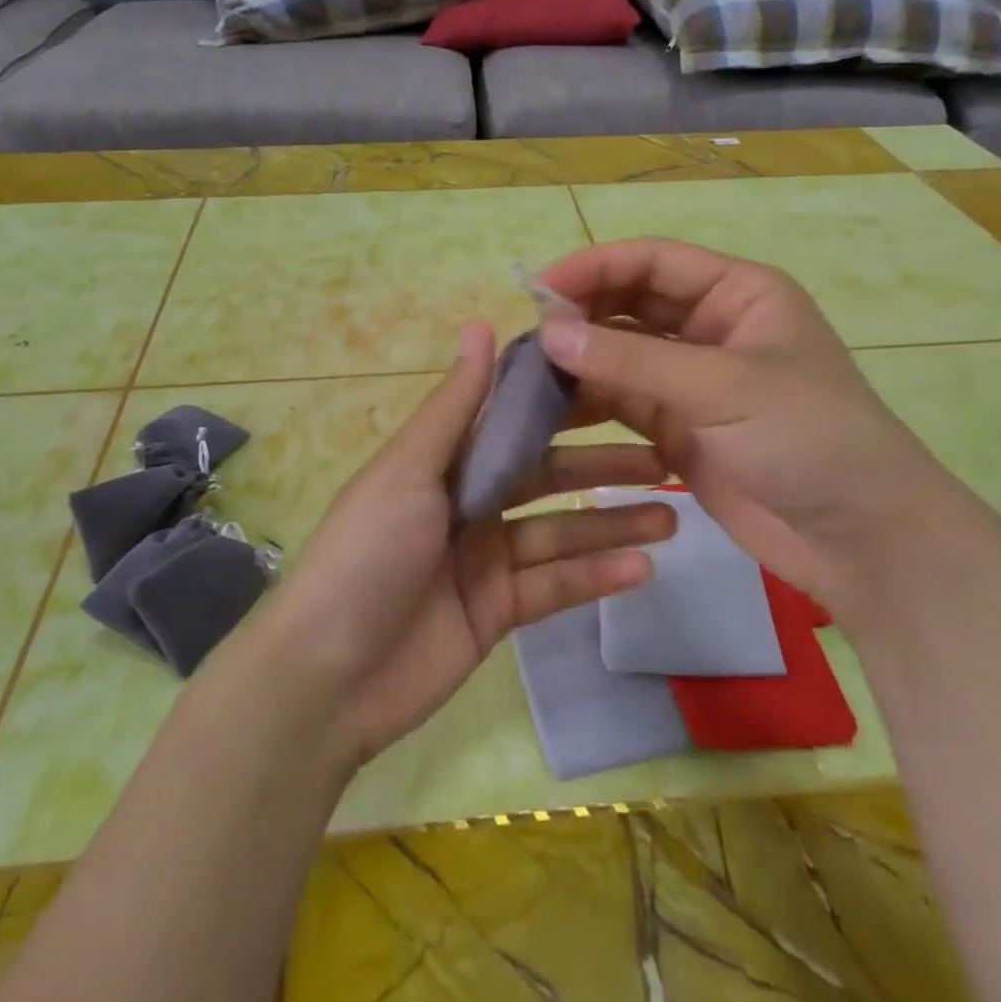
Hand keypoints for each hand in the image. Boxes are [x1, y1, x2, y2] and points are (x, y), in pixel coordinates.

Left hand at [254, 322, 674, 765]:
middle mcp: (467, 502)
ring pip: (560, 533)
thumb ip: (454, 406)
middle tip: (667, 458)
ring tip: (673, 516)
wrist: (327, 676)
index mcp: (444, 461)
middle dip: (601, 467)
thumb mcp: (409, 470)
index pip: (513, 422)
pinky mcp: (498, 611)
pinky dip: (595, 577)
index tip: (620, 386)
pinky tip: (642, 568)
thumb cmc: (366, 553)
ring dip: (613, 525)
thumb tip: (480, 325)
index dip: (562, 405)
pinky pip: (554, 586)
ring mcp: (484, 559)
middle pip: (546, 477)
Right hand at [536, 239, 997, 626]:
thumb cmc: (808, 438)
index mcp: (737, 293)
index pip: (651, 262)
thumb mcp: (722, 387)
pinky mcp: (677, 428)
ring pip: (620, 355)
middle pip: (629, 305)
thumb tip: (548, 332)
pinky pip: (622, 402)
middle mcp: (710, 328)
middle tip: (526, 339)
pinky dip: (588, 403)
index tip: (537, 293)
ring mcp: (692, 381)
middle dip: (580, 315)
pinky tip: (550, 410)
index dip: (593, 268)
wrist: (862, 539)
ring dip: (578, 361)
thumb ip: (630, 361)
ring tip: (527, 375)